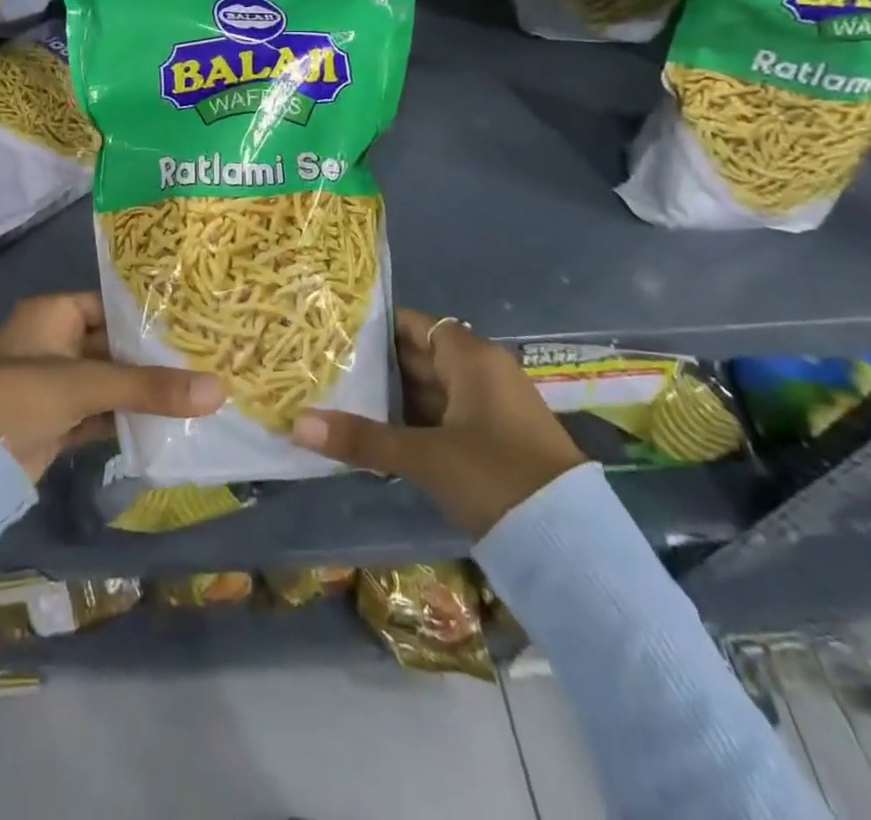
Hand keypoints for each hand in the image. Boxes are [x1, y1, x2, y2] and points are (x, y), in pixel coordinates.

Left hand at [0, 292, 224, 481]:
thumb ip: (150, 387)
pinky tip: (168, 422)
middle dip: (152, 358)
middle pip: (113, 345)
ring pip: (109, 381)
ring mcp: (54, 384)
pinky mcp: (57, 421)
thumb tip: (219, 390)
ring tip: (197, 390)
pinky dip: (128, 417)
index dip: (147, 315)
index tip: (191, 323)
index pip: (110, 305)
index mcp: (53, 314)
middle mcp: (53, 342)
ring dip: (143, 390)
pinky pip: (101, 412)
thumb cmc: (21, 397)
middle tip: (204, 359)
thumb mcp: (88, 384)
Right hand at [291, 307, 586, 539]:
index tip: (335, 335)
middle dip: (377, 367)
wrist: (573, 546)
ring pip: (432, 392)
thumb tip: (296, 425)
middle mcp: (484, 374)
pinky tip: (379, 438)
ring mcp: (492, 409)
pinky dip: (415, 425)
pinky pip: (445, 419)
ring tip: (340, 402)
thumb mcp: (424, 456)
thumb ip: (362, 439)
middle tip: (326, 370)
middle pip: (421, 357)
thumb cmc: (496, 476)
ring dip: (394, 400)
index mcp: (472, 358)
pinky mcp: (496, 443)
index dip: (377, 327)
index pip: (415, 325)